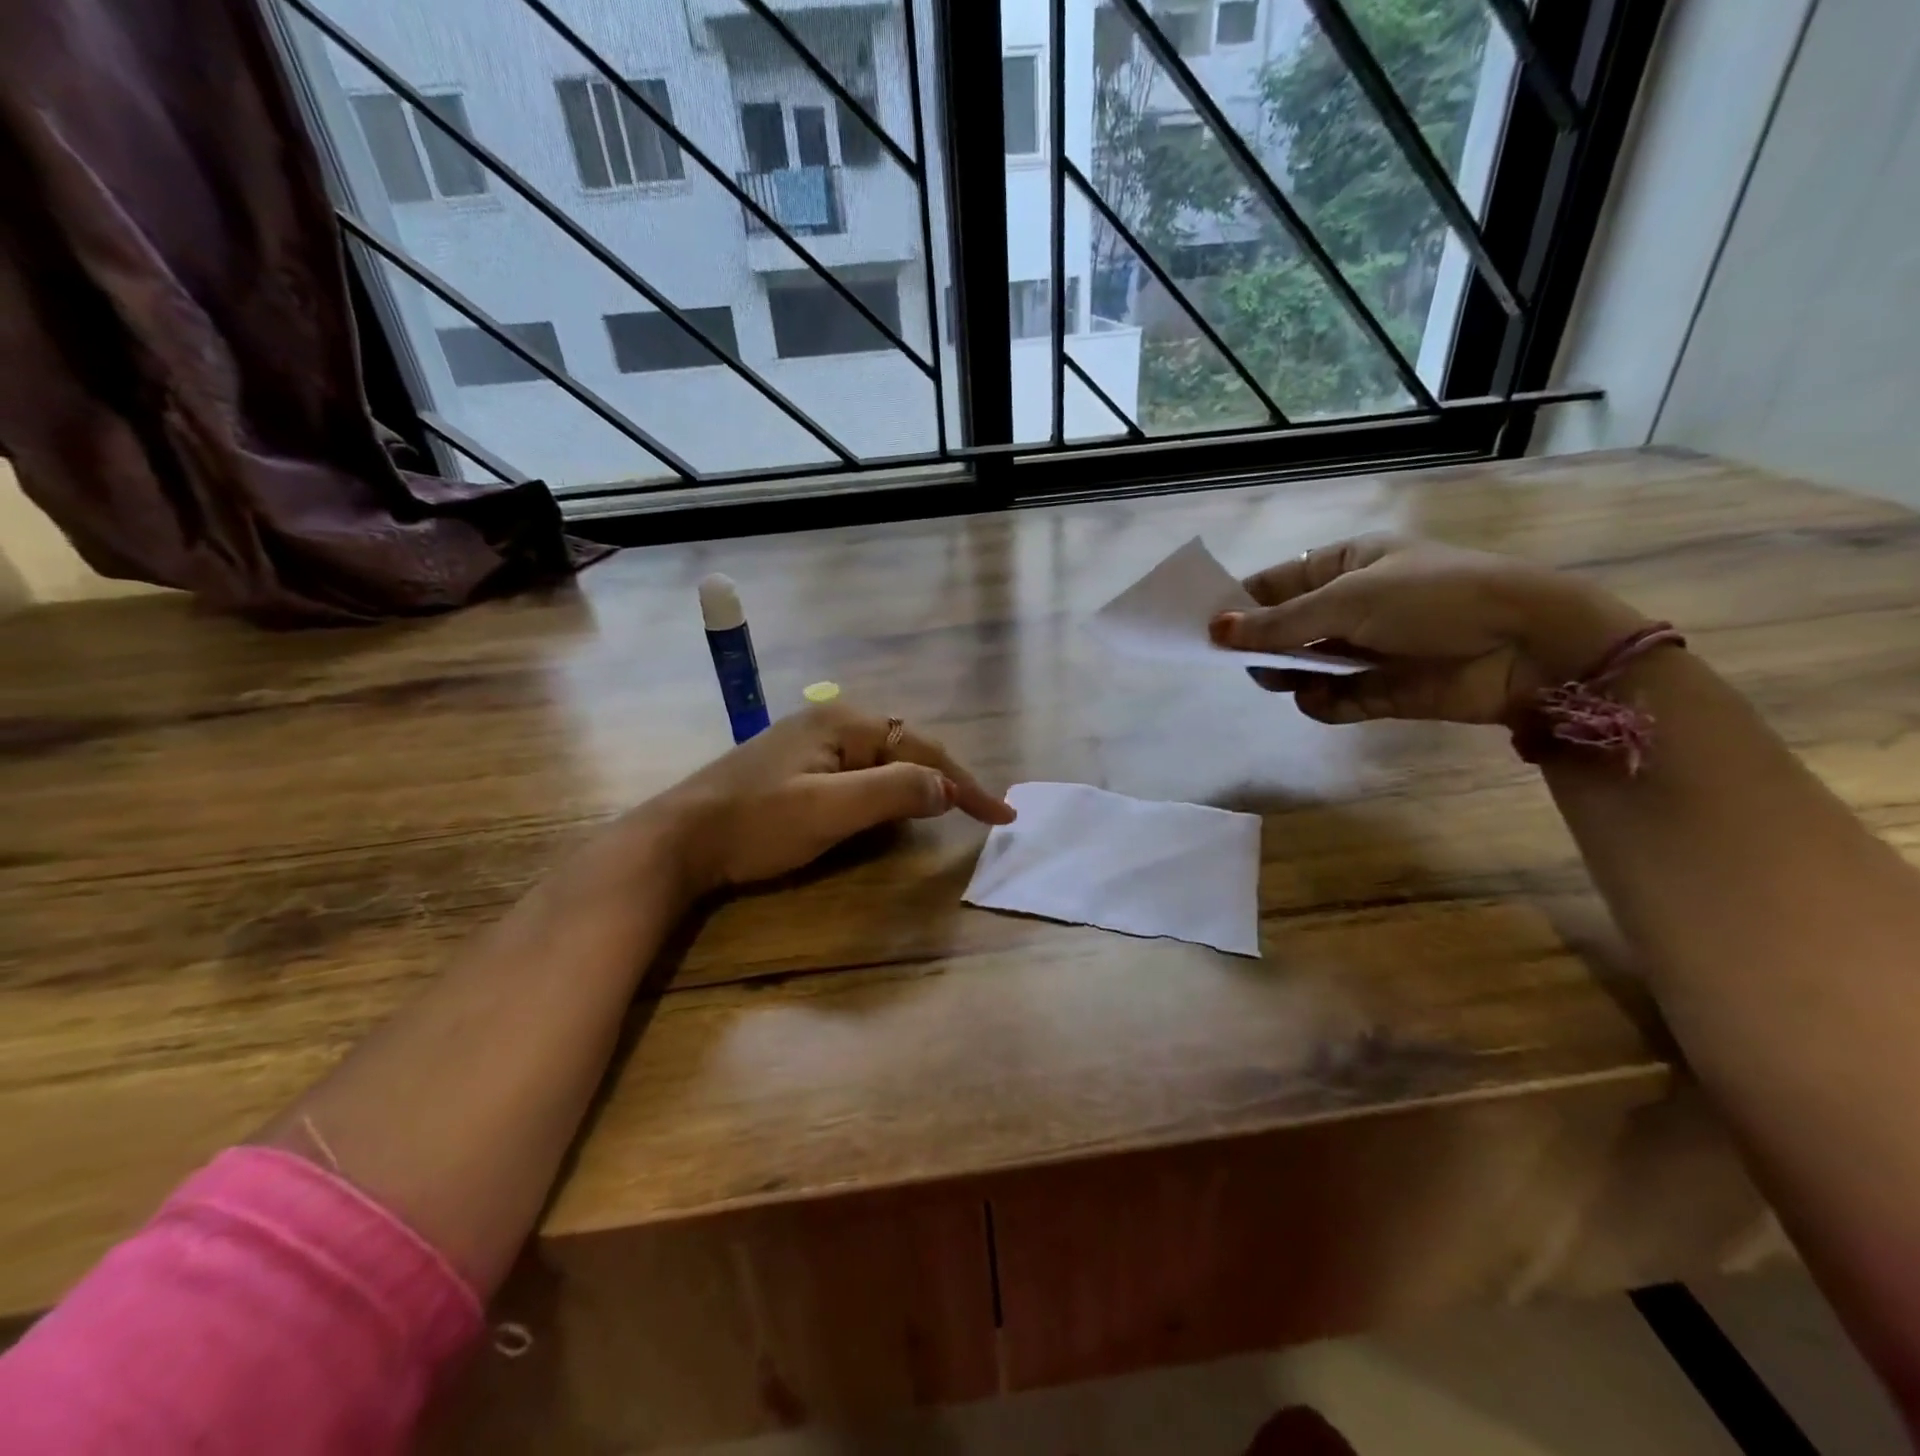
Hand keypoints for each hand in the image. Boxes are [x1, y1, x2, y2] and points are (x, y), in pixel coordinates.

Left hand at [645, 703, 1015, 892]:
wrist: (678, 840)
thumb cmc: (756, 823)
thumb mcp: (830, 809)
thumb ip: (894, 792)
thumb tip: (946, 789)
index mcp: (843, 724)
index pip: (921, 749)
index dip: (964, 783)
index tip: (1001, 815)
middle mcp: (831, 724)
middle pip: (905, 749)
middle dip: (943, 781)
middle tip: (976, 814)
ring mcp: (811, 745)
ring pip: (883, 763)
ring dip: (915, 786)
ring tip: (945, 811)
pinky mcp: (797, 769)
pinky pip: (859, 775)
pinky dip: (885, 793)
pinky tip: (889, 811)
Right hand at [1209, 536, 1649, 724]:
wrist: (1527, 646)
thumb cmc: (1435, 598)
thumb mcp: (1349, 599)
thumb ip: (1279, 622)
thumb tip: (1215, 630)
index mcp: (1345, 566)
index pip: (1275, 584)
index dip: (1240, 605)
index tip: (1205, 629)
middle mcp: (1350, 607)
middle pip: (1283, 630)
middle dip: (1261, 646)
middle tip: (1245, 660)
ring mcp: (1364, 650)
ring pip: (1301, 668)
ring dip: (1287, 675)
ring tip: (1285, 678)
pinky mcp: (1380, 691)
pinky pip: (1331, 701)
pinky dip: (1321, 703)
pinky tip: (1323, 699)